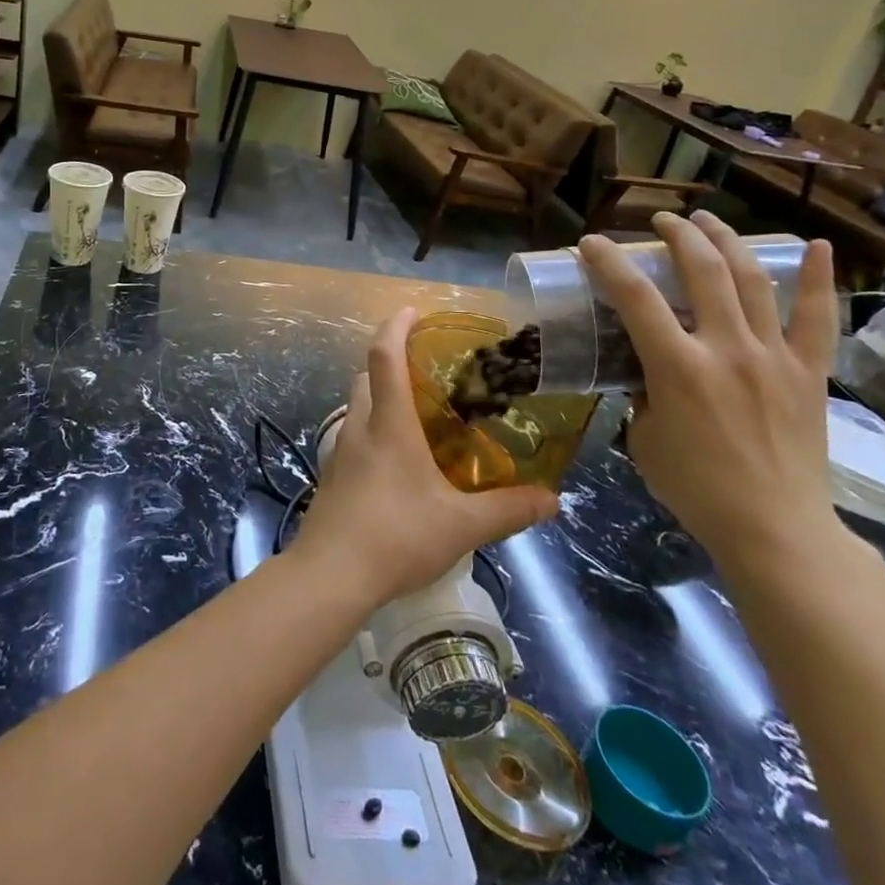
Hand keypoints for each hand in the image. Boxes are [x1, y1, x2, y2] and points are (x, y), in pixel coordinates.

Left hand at [292, 307, 557, 608]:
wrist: (331, 574)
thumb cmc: (397, 536)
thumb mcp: (462, 525)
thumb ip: (508, 509)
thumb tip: (552, 499)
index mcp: (389, 424)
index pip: (384, 356)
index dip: (395, 326)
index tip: (412, 310)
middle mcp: (360, 427)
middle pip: (366, 376)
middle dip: (390, 360)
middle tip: (425, 367)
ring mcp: (341, 452)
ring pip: (358, 406)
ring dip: (381, 395)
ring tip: (418, 412)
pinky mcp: (334, 476)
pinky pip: (355, 436)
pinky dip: (375, 428)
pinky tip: (399, 460)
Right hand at [577, 212, 847, 583]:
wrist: (775, 529)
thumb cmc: (696, 488)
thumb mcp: (644, 437)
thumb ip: (644, 395)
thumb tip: (650, 375)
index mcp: (677, 367)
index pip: (634, 297)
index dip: (608, 262)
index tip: (591, 243)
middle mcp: (726, 349)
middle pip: (702, 270)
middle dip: (677, 235)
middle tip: (661, 222)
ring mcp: (773, 357)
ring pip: (751, 280)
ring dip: (726, 241)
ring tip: (707, 220)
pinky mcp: (808, 372)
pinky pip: (817, 318)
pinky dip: (815, 278)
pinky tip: (813, 245)